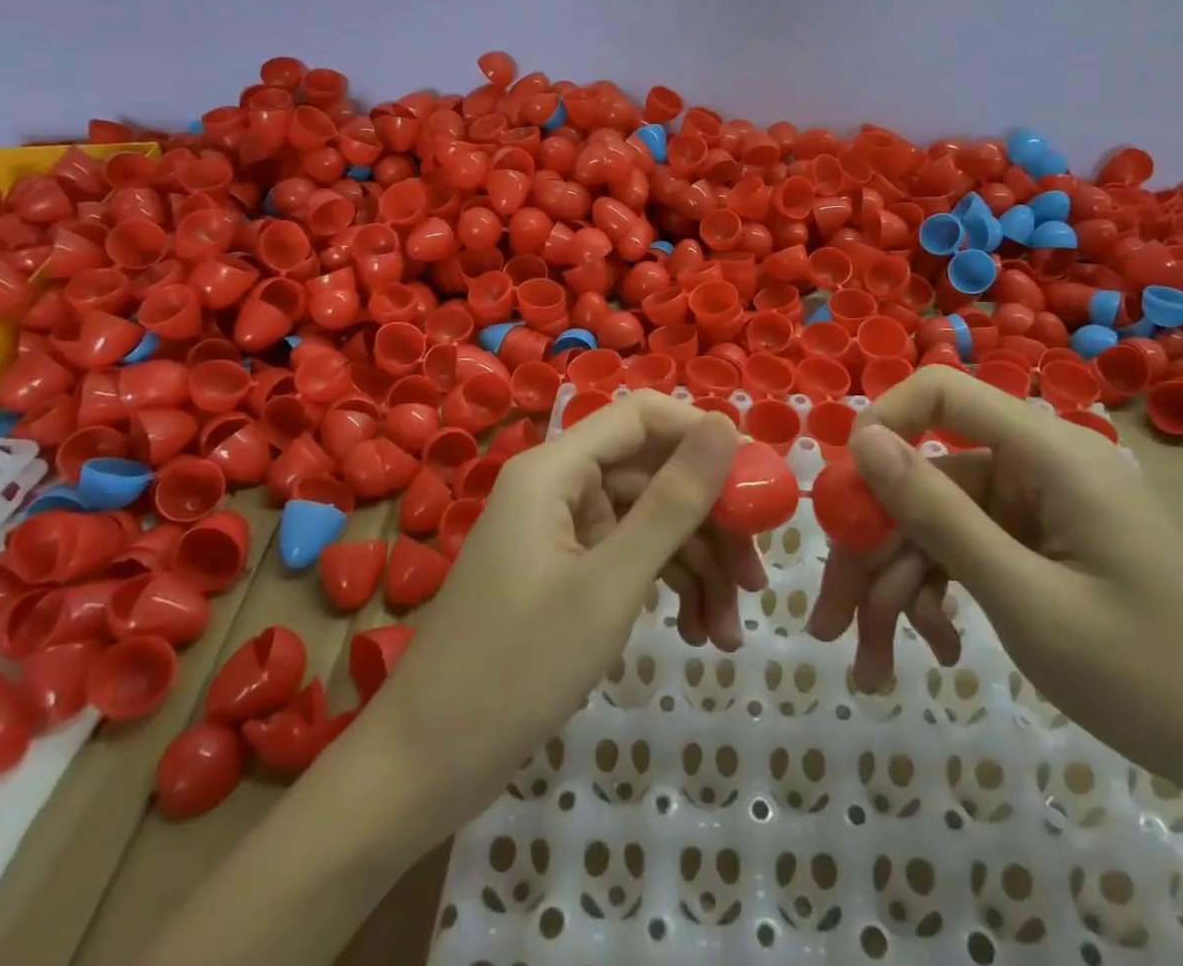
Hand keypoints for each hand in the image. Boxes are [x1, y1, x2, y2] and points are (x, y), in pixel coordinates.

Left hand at [362, 392, 748, 833]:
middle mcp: (558, 486)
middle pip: (652, 475)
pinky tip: (700, 634)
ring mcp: (560, 531)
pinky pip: (628, 558)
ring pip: (647, 522)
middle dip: (709, 524)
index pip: (643, 416)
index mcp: (556, 468)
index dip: (703, 437)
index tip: (757, 481)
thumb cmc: (516, 668)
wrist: (425, 766)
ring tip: (730, 632)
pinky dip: (665, 588)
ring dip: (695, 568)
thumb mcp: (611, 584)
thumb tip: (725, 425)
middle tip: (756, 579)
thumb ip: (673, 502)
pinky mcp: (564, 573)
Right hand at [812, 366, 1182, 813]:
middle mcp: (1036, 466)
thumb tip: (863, 442)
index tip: (841, 496)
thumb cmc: (1152, 677)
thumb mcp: (1026, 601)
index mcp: (1048, 454)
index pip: (941, 393)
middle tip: (831, 624)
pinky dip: (937, 597)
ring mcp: (1034, 508)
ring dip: (895, 590)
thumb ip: (938, 515)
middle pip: (923, 479)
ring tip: (871, 668)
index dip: (881, 427)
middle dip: (872, 551)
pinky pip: (963, 551)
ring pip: (934, 524)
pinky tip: (937, 650)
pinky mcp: (1036, 544)